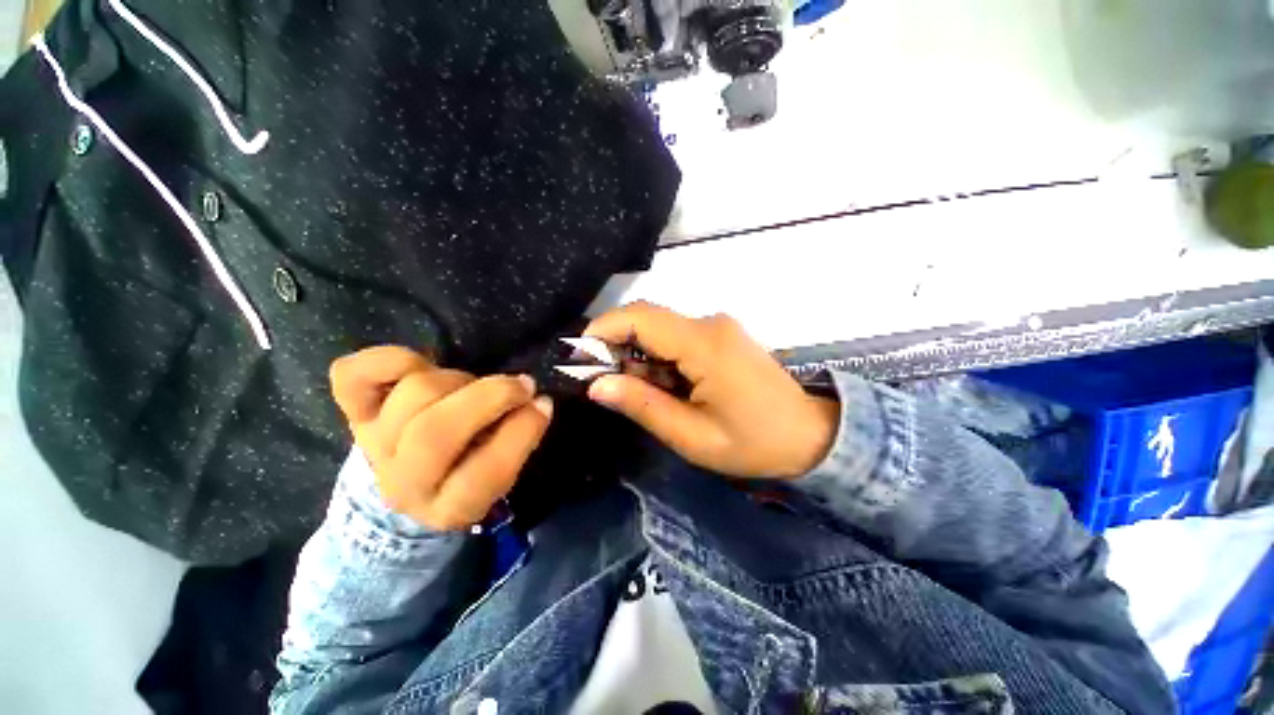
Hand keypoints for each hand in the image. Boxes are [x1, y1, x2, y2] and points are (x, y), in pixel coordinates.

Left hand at [329, 346, 552, 529]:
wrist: (412, 478)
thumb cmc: (470, 470)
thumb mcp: (501, 472)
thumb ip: (518, 442)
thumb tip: (536, 402)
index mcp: (449, 507)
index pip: (484, 475)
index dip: (520, 432)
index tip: (542, 404)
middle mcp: (404, 482)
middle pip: (435, 432)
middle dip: (489, 397)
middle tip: (521, 384)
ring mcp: (374, 444)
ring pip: (414, 395)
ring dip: (459, 380)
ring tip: (473, 385)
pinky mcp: (354, 411)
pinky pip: (354, 375)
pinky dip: (389, 358)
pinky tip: (422, 362)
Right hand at [584, 302, 838, 479]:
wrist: (811, 436)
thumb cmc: (754, 444)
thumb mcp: (693, 436)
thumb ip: (643, 405)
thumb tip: (597, 385)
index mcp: (704, 345)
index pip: (640, 317)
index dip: (602, 330)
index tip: (580, 358)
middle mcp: (710, 324)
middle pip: (647, 318)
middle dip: (616, 345)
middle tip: (604, 383)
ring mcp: (718, 327)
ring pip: (660, 328)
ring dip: (638, 354)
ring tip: (636, 392)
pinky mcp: (721, 335)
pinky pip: (677, 336)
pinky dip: (658, 356)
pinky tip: (662, 385)